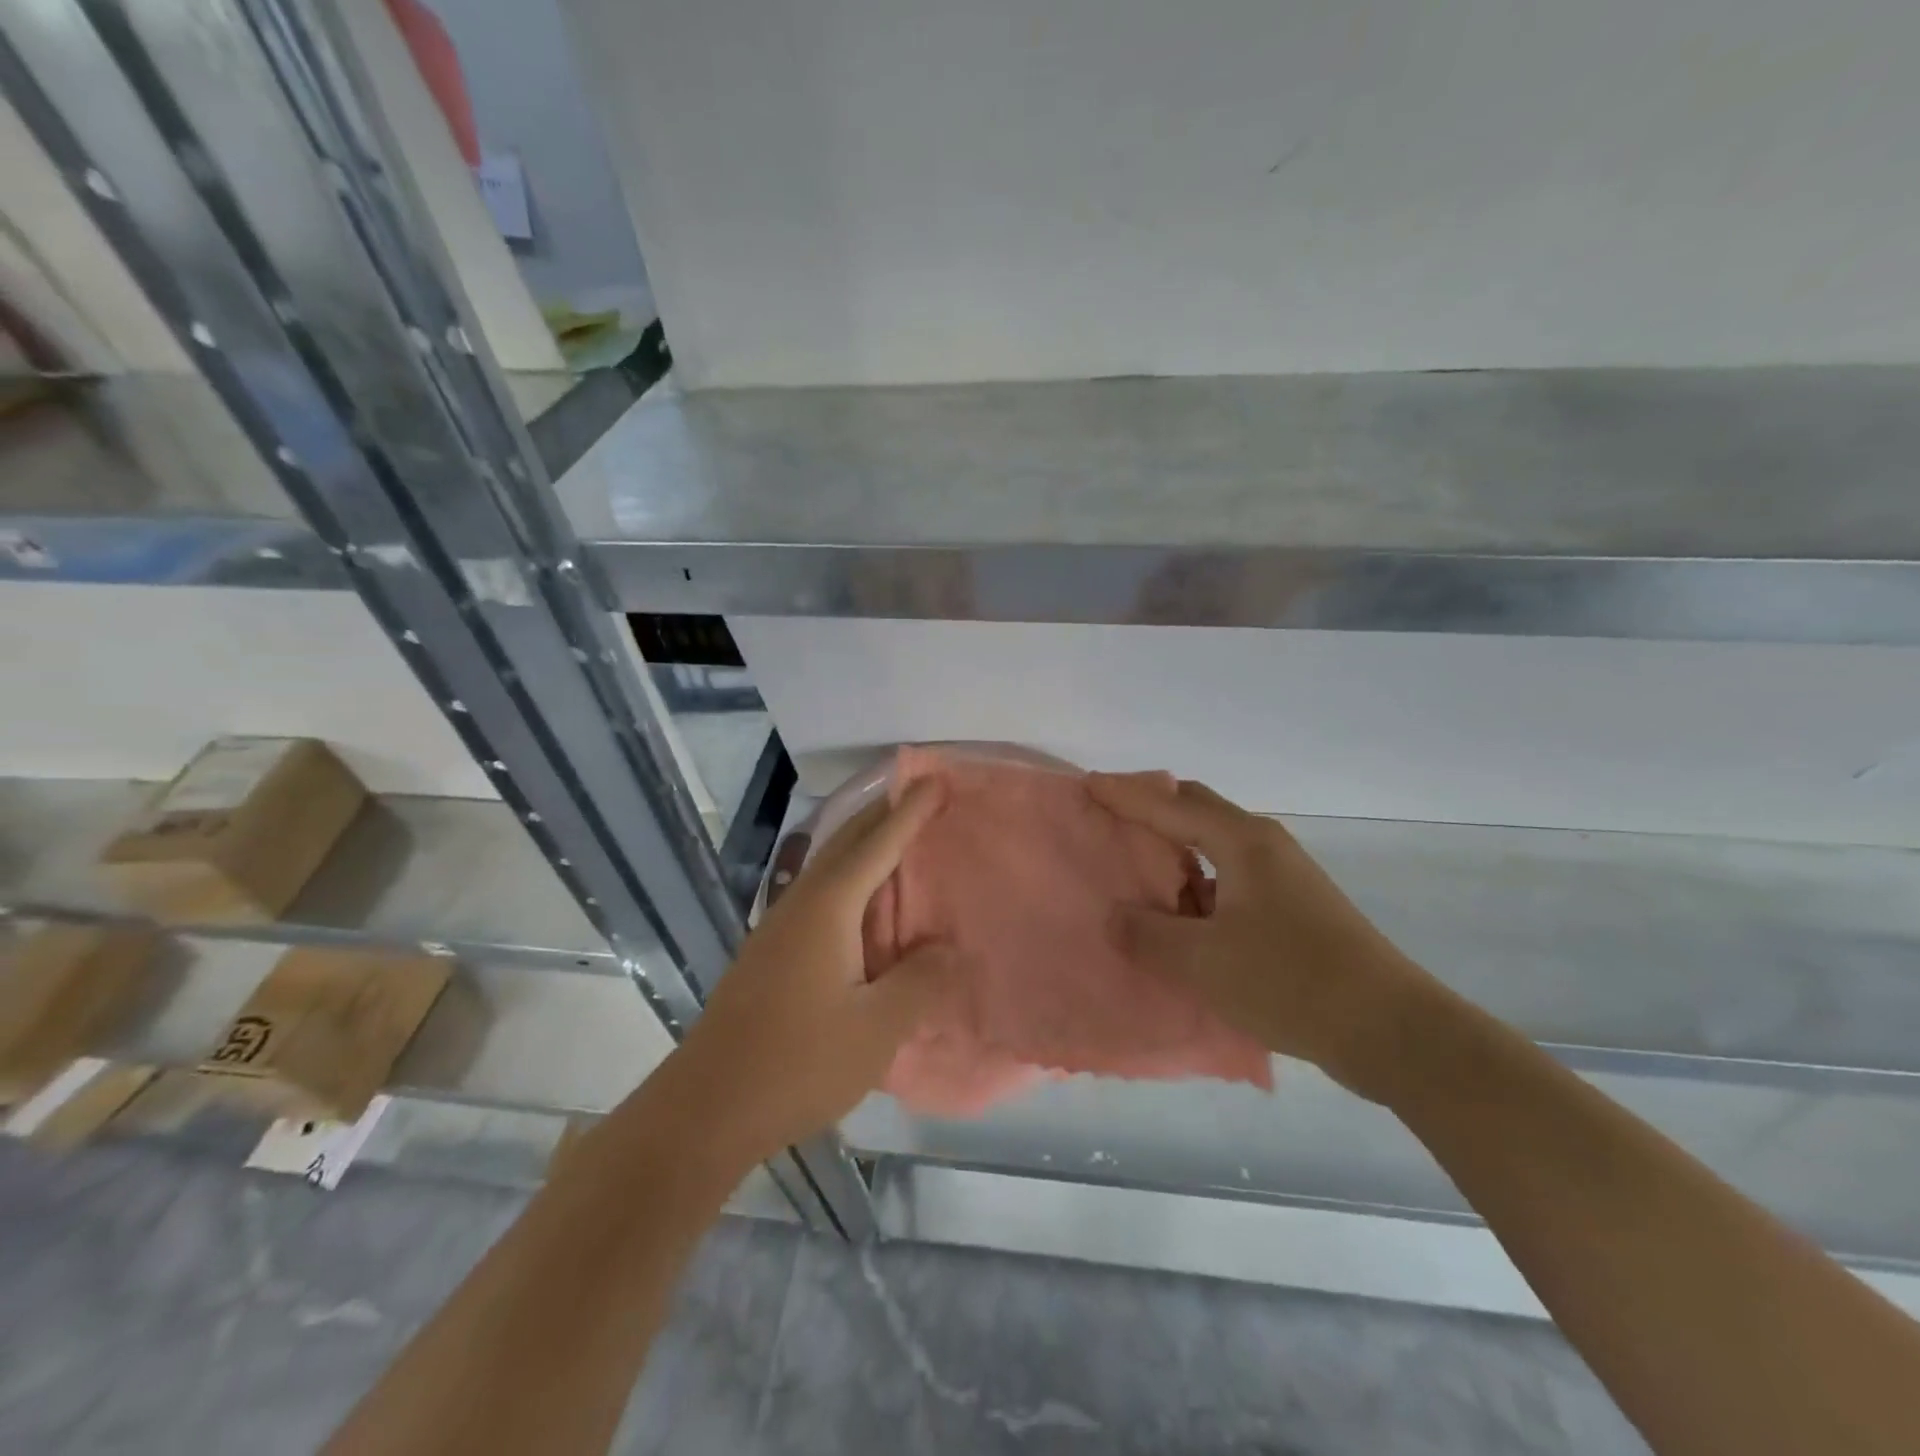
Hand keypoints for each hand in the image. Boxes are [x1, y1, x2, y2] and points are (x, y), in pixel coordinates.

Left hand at [670, 780, 964, 1167]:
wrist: (705, 1108)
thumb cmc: (797, 1063)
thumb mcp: (876, 1029)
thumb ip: (921, 981)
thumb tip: (950, 948)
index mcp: (828, 907)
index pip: (877, 843)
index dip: (910, 811)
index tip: (937, 779)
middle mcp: (801, 903)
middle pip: (846, 842)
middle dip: (884, 814)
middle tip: (923, 797)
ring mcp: (779, 927)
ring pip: (829, 867)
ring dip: (865, 845)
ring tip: (901, 841)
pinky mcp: (771, 953)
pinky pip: (821, 895)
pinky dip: (851, 880)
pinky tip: (865, 907)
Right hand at [1088, 773, 1439, 1096]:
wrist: (1391, 1029)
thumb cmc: (1290, 982)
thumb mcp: (1203, 962)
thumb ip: (1148, 935)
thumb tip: (1115, 916)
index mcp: (1242, 842)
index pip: (1170, 805)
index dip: (1125, 796)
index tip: (1087, 787)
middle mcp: (1264, 846)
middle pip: (1196, 810)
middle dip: (1151, 810)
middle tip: (1109, 820)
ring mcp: (1283, 876)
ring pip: (1214, 845)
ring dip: (1175, 850)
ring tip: (1136, 870)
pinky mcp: (1294, 907)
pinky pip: (1230, 877)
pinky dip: (1197, 883)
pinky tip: (1181, 914)